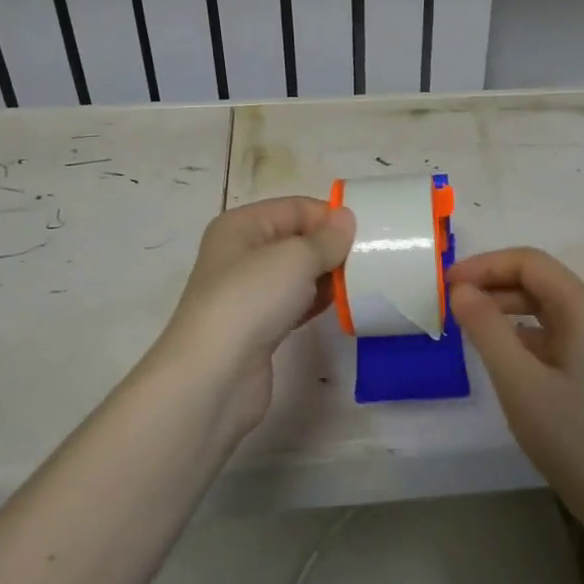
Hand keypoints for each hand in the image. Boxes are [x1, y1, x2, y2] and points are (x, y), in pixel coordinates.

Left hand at [156, 197, 354, 434]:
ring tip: (361, 283)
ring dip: (326, 277)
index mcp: (241, 226)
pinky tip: (340, 307)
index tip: (366, 234)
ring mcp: (248, 292)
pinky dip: (315, 302)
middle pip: (296, 240)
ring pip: (296, 274)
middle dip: (330, 247)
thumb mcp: (295, 257)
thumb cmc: (251, 300)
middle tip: (369, 260)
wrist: (215, 375)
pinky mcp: (257, 326)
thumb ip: (326, 238)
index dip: (329, 217)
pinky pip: (294, 303)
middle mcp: (240, 254)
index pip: (295, 208)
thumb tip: (346, 218)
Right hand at [449, 248, 583, 509]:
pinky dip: (514, 329)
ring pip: (538, 304)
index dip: (484, 265)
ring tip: (462, 322)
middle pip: (535, 278)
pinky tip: (491, 348)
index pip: (528, 262)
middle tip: (447, 302)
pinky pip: (544, 330)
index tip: (446, 284)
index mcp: (582, 306)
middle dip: (490, 282)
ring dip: (500, 305)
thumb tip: (460, 290)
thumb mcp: (519, 381)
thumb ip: (487, 328)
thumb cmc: (571, 435)